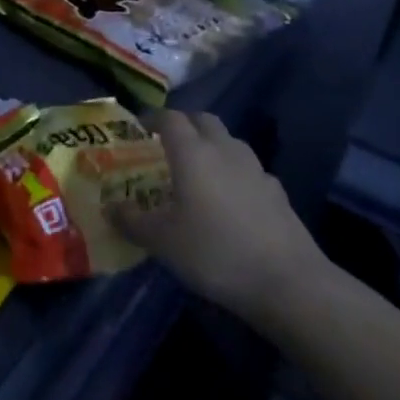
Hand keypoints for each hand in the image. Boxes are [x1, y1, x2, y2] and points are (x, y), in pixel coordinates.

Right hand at [114, 108, 327, 318]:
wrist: (288, 282)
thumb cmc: (215, 252)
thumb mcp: (162, 242)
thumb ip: (132, 221)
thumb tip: (110, 207)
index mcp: (192, 152)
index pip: (169, 118)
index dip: (152, 119)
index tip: (139, 130)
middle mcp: (224, 149)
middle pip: (203, 120)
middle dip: (184, 126)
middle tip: (168, 146)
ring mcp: (256, 169)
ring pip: (229, 142)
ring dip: (212, 147)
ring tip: (199, 173)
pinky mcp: (277, 192)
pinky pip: (249, 170)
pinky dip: (235, 175)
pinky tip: (232, 202)